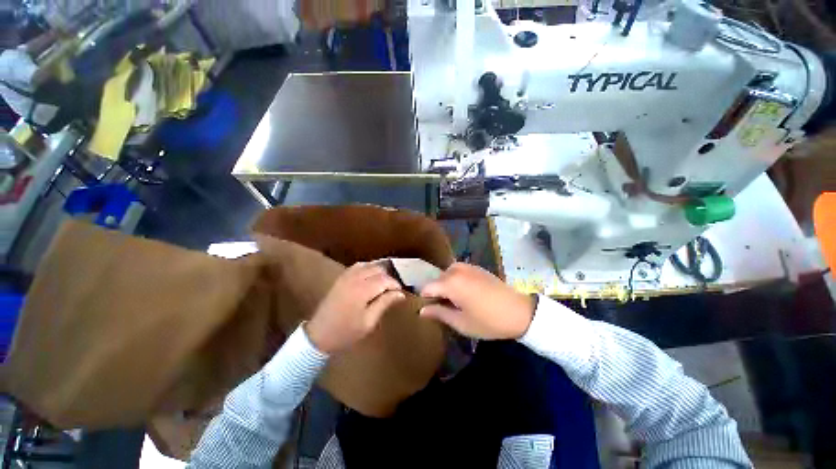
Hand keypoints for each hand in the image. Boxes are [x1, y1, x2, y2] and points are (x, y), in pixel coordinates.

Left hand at [306, 262, 405, 353]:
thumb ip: (384, 303)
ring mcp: (346, 276)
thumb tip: (400, 294)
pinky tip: (371, 277)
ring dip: (379, 271)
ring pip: (369, 265)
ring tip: (384, 283)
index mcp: (362, 290)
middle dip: (388, 278)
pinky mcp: (341, 277)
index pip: (385, 279)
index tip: (400, 293)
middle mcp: (355, 278)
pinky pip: (358, 266)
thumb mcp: (369, 322)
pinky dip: (368, 268)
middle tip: (393, 290)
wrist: (319, 335)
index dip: (395, 284)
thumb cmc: (346, 332)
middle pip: (378, 269)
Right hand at [419, 263, 534, 339]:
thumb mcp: (461, 323)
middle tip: (444, 308)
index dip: (425, 299)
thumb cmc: (489, 321)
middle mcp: (456, 270)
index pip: (427, 287)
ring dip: (447, 286)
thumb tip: (421, 311)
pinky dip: (456, 280)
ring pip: (447, 275)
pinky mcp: (477, 267)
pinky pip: (458, 271)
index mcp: (451, 283)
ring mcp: (468, 266)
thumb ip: (439, 313)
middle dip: (437, 292)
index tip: (429, 310)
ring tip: (456, 302)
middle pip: (437, 280)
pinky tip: (466, 293)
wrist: (520, 311)